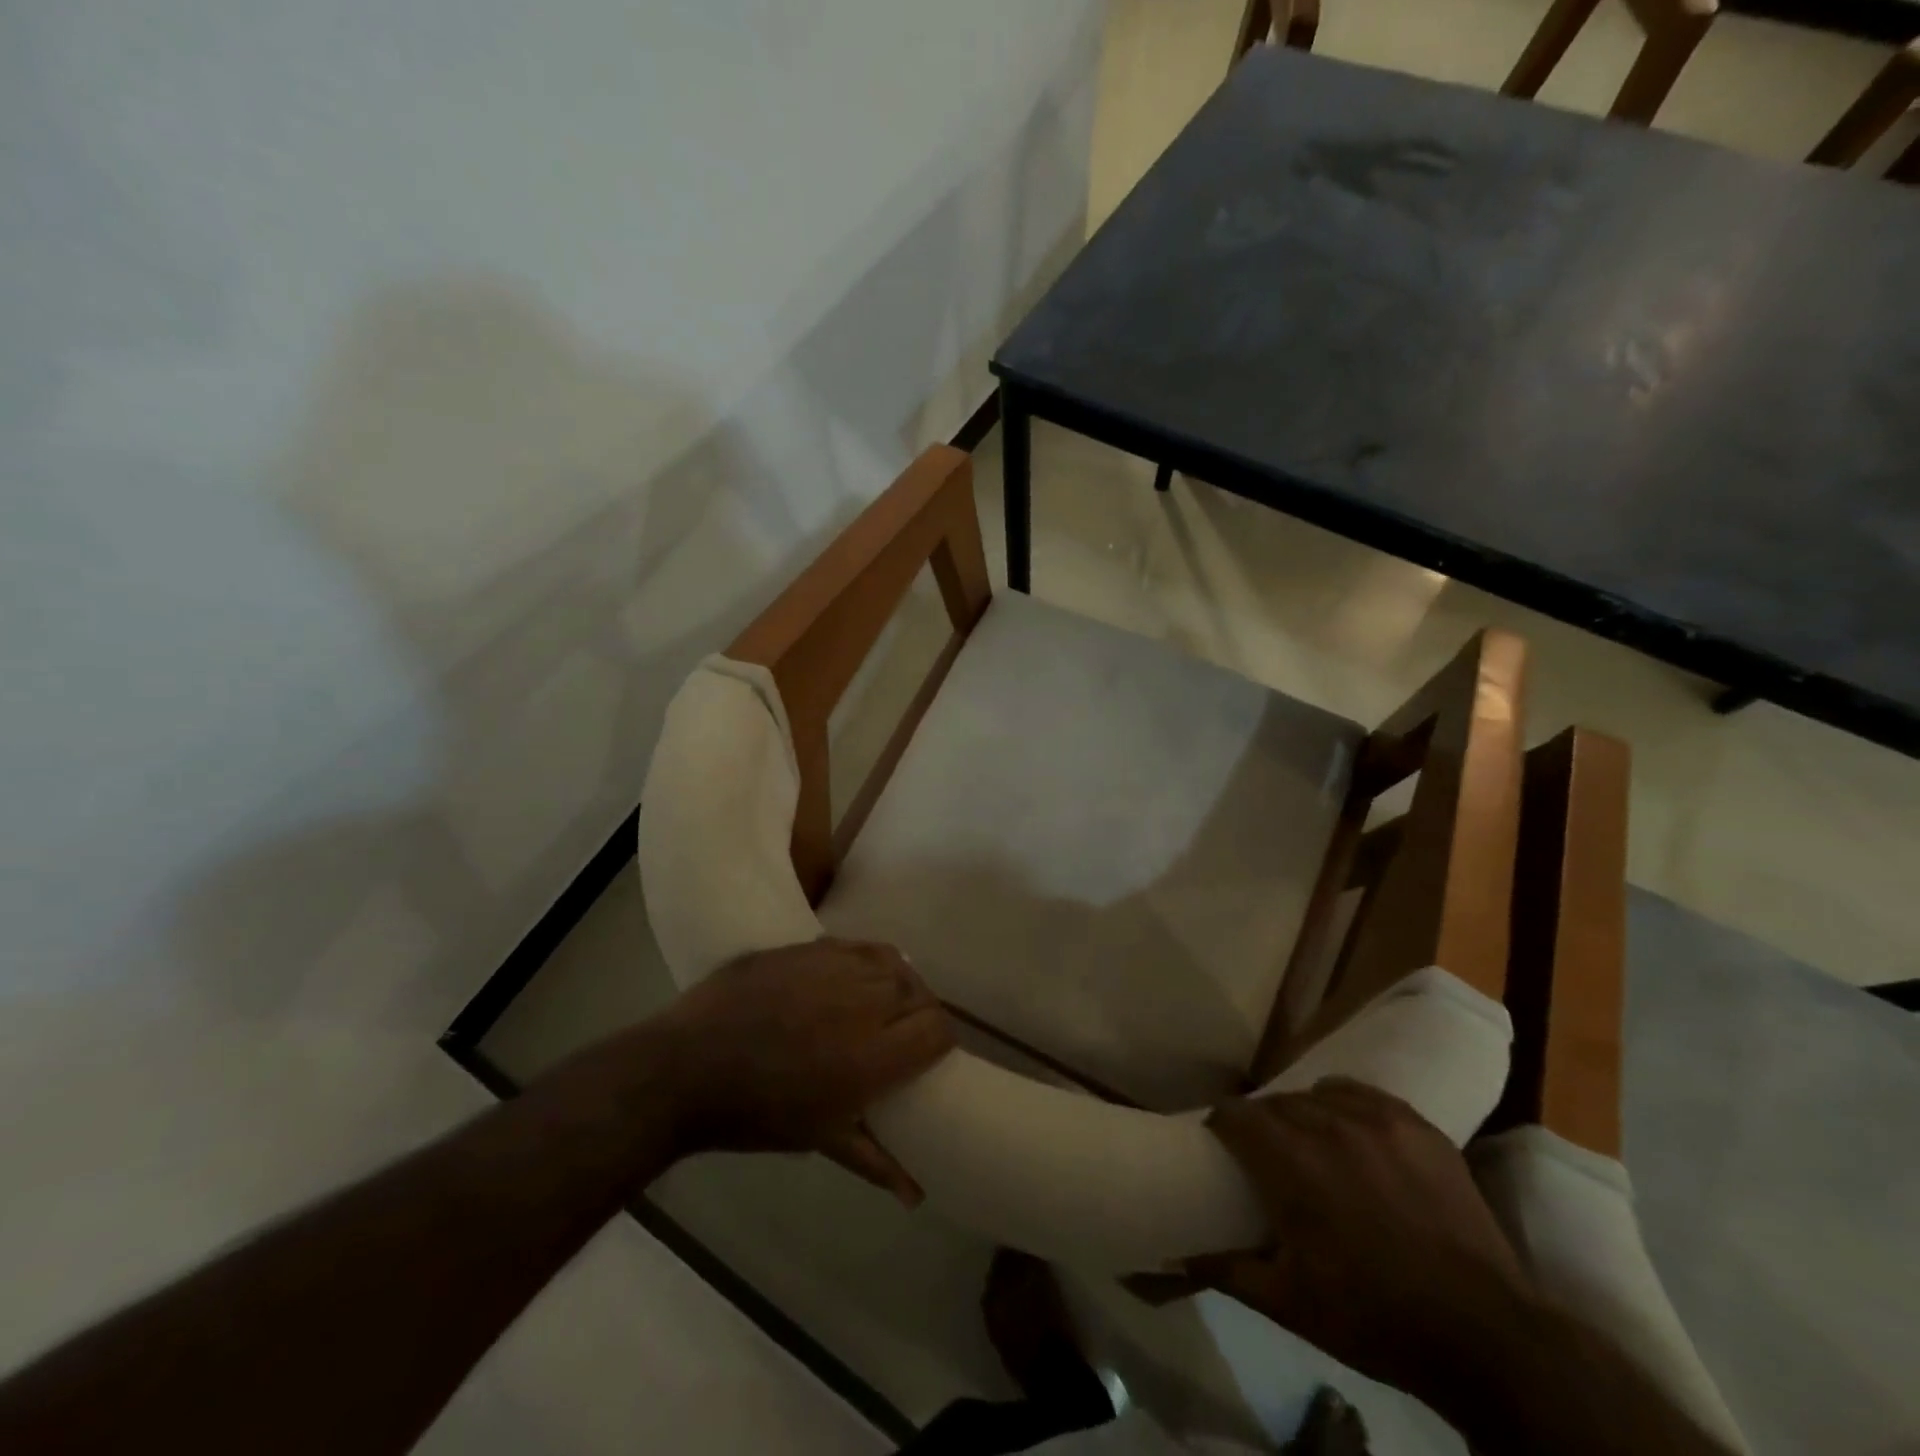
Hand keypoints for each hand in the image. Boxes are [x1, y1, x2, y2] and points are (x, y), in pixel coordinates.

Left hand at [646, 938, 953, 1204]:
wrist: (686, 1068)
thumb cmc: (756, 1114)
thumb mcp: (820, 1138)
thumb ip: (875, 1158)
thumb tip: (917, 1194)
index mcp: (873, 1058)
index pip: (938, 1030)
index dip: (940, 1039)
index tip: (928, 1052)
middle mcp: (863, 1004)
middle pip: (918, 993)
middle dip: (918, 1011)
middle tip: (901, 1029)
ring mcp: (833, 968)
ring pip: (891, 963)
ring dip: (896, 982)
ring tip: (881, 999)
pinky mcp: (806, 947)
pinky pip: (855, 946)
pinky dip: (865, 960)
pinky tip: (851, 976)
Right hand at [1131, 1079, 1539, 1403]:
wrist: (1485, 1336)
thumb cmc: (1374, 1319)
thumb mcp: (1288, 1304)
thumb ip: (1225, 1270)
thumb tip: (1175, 1254)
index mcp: (1291, 1161)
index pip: (1234, 1114)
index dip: (1221, 1128)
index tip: (1221, 1149)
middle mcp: (1327, 1125)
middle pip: (1274, 1104)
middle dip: (1262, 1126)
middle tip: (1268, 1160)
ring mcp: (1377, 1119)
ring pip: (1316, 1095)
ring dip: (1303, 1116)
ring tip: (1313, 1147)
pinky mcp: (1416, 1125)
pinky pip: (1361, 1094)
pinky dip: (1346, 1107)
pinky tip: (1354, 1135)